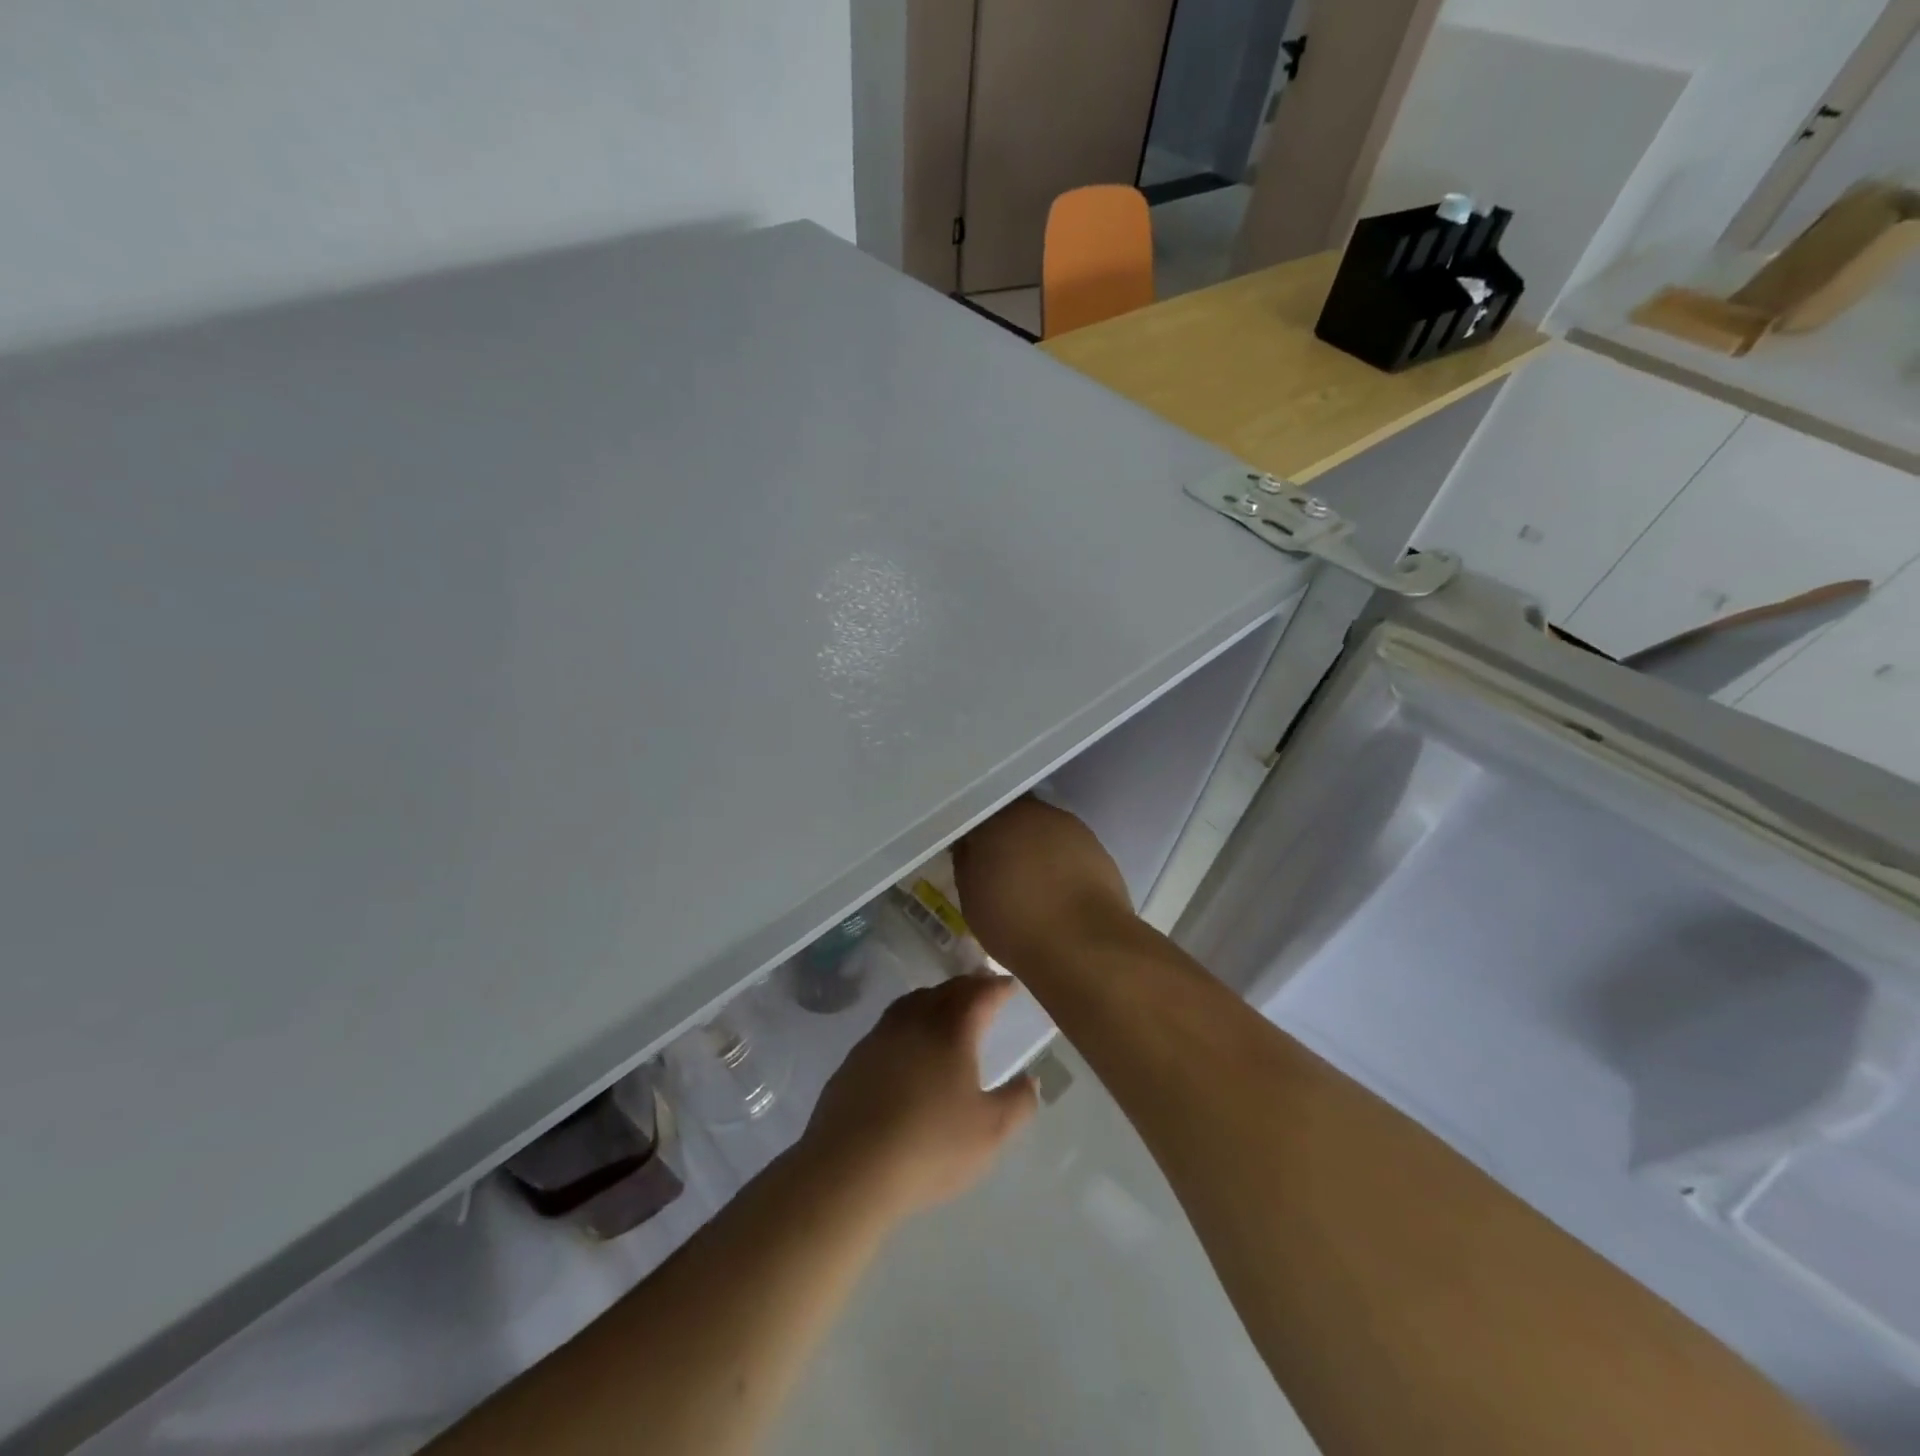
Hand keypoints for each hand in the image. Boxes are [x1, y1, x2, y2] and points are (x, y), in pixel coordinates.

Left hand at [800, 975, 1038, 1219]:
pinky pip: (889, 1025)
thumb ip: (1017, 1102)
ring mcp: (880, 1036)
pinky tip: (908, 1045)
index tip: (1010, 985)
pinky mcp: (855, 1058)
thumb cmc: (930, 1146)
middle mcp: (915, 1021)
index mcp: (952, 1030)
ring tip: (946, 1008)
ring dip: (935, 998)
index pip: (980, 994)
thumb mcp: (990, 1132)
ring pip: (913, 1002)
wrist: (850, 1168)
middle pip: (946, 990)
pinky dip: (908, 1022)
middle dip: (968, 986)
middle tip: (983, 989)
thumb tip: (1030, 1079)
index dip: (999, 986)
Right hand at [951, 798, 1133, 969]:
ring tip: (1033, 879)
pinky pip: (1067, 845)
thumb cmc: (1016, 926)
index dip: (972, 837)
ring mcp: (1067, 825)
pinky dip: (1060, 859)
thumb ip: (967, 864)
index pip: (975, 818)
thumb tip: (970, 848)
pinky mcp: (1095, 843)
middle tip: (1001, 866)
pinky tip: (1059, 885)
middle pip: (1011, 816)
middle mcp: (1031, 812)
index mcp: (993, 822)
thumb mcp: (972, 901)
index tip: (970, 856)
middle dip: (1005, 836)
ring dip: (1035, 845)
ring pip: (1042, 828)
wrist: (1084, 943)